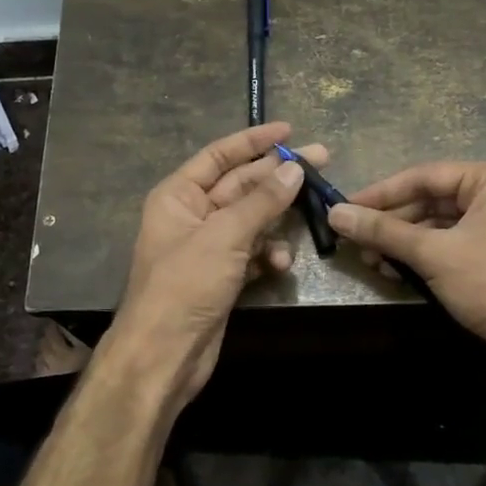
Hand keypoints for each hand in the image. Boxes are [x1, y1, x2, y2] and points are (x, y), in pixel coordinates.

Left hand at [109, 123, 323, 404]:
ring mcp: (208, 248)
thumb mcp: (225, 235)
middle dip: (277, 176)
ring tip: (310, 211)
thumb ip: (261, 201)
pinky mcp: (222, 277)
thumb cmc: (185, 285)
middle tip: (321, 161)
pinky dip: (268, 255)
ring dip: (276, 220)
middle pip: (241, 185)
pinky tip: (281, 263)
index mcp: (178, 195)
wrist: (164, 354)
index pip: (219, 156)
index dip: (253, 141)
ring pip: (251, 221)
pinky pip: (252, 253)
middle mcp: (192, 216)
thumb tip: (294, 169)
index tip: (289, 131)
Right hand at [327, 162, 485, 360]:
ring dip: (404, 244)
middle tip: (355, 241)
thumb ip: (383, 231)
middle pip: (431, 202)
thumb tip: (335, 214)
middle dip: (392, 225)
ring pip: (439, 227)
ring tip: (372, 261)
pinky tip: (397, 271)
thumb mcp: (433, 255)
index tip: (345, 207)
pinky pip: (453, 245)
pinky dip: (424, 257)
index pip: (425, 177)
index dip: (381, 193)